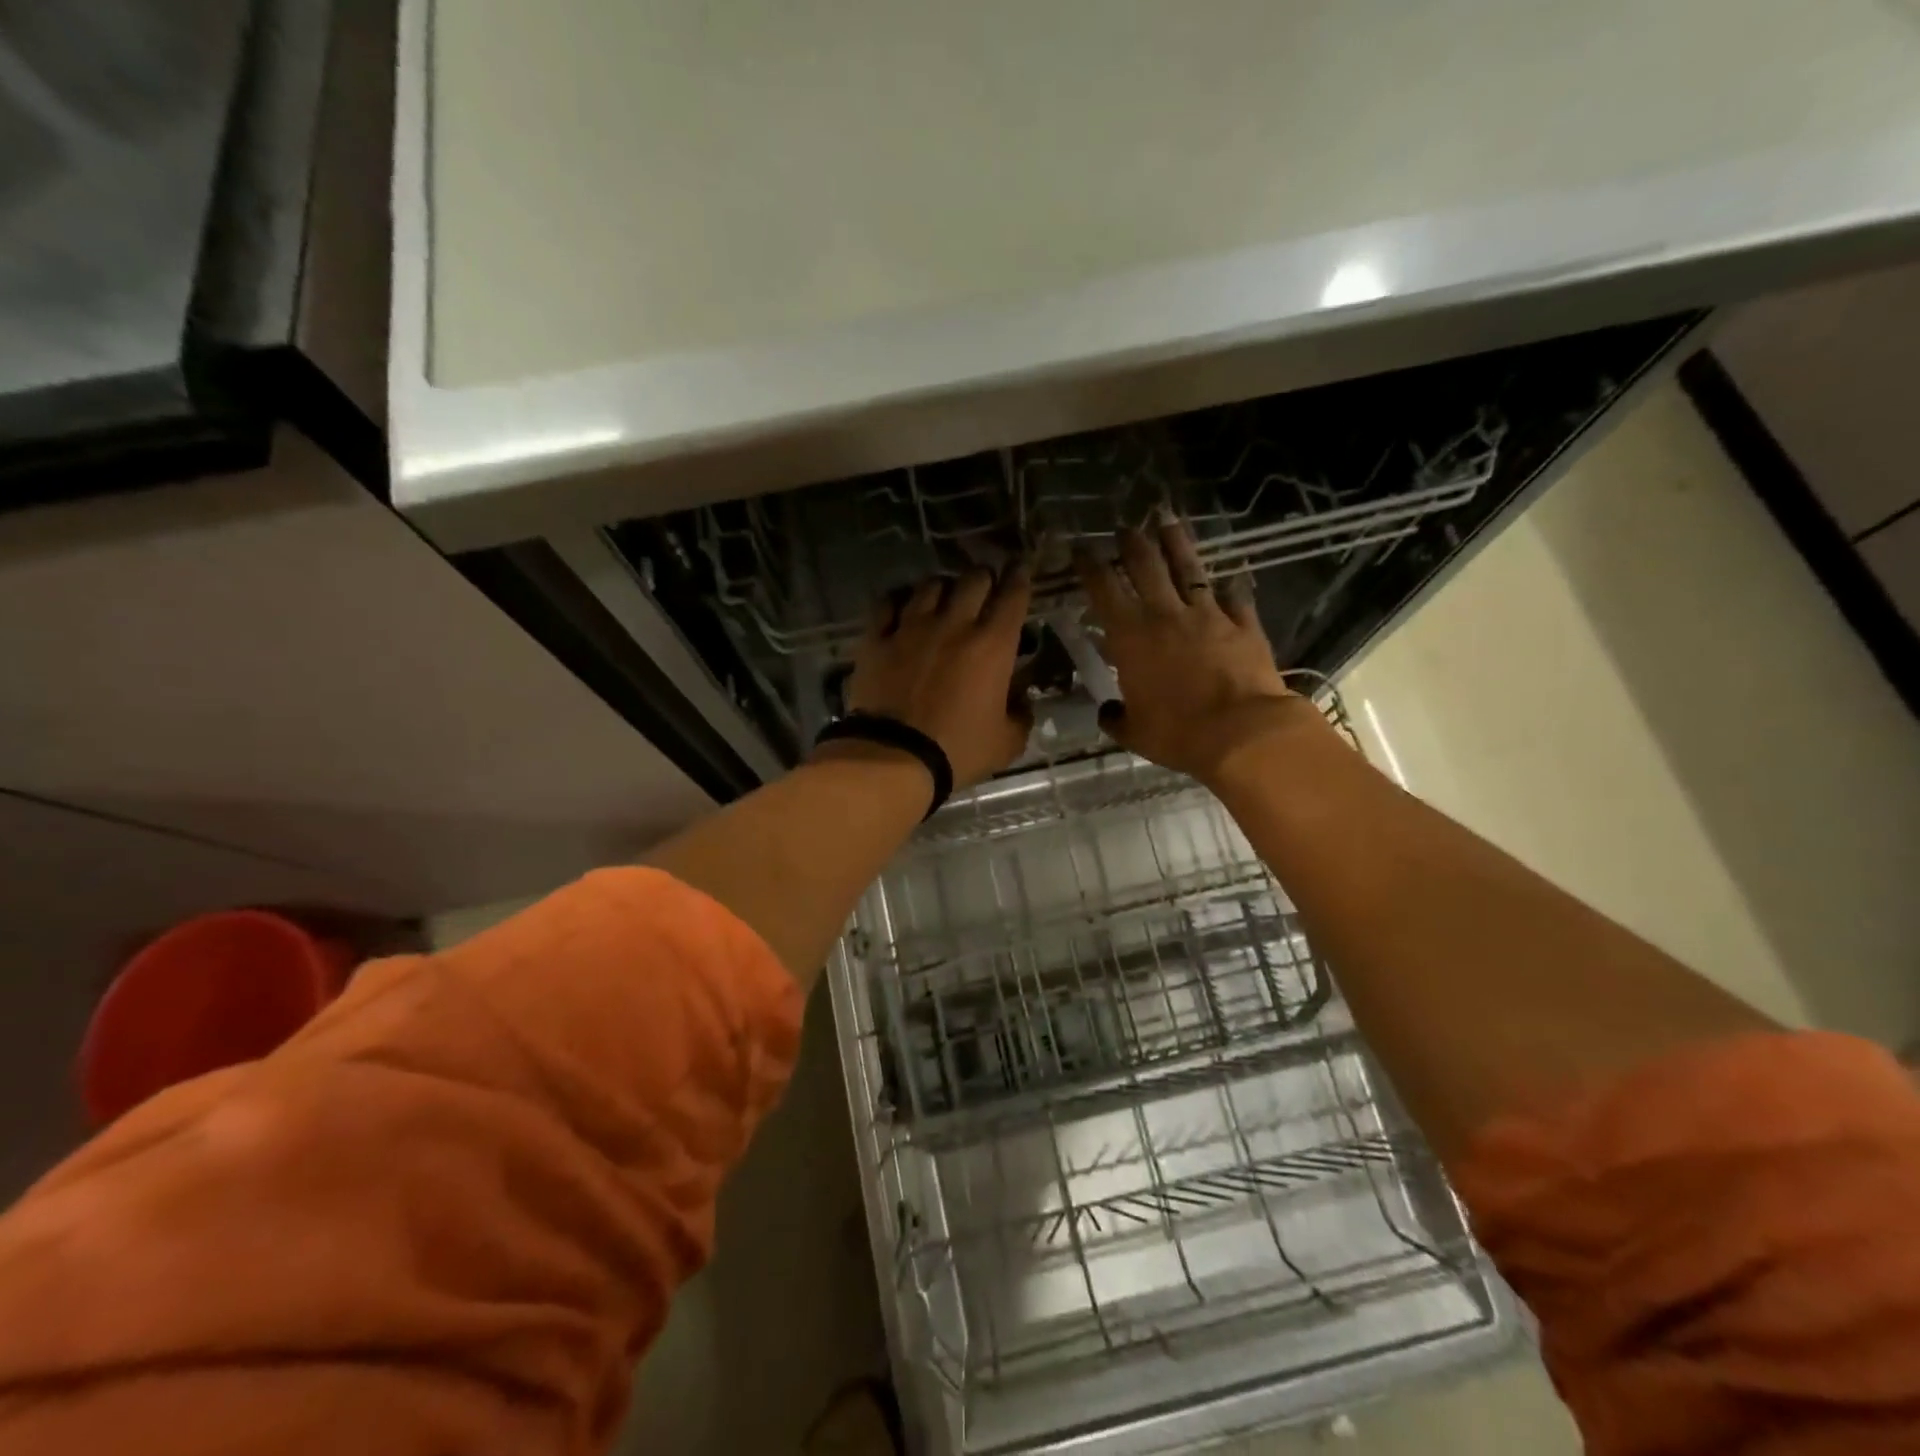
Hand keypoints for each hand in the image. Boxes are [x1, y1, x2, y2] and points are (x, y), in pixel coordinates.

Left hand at [831, 565, 1033, 789]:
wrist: (894, 757)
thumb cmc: (957, 750)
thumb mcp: (1006, 743)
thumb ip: (1020, 716)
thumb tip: (1022, 702)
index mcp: (992, 645)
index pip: (1013, 595)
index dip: (1019, 577)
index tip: (1020, 568)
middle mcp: (954, 625)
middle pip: (973, 579)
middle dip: (983, 579)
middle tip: (984, 589)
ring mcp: (911, 627)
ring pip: (930, 585)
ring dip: (943, 587)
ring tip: (943, 597)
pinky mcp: (877, 639)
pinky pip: (887, 604)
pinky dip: (899, 600)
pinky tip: (901, 606)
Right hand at [1076, 518, 1323, 782]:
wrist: (1243, 732)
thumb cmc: (1178, 733)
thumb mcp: (1135, 733)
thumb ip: (1116, 718)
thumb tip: (1108, 712)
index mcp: (1131, 637)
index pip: (1104, 589)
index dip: (1090, 565)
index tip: (1080, 547)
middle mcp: (1166, 615)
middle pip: (1146, 566)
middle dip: (1131, 543)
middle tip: (1124, 527)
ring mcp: (1209, 615)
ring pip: (1189, 569)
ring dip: (1176, 543)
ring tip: (1168, 521)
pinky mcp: (1244, 624)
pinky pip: (1235, 598)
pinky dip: (1231, 587)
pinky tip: (1232, 576)